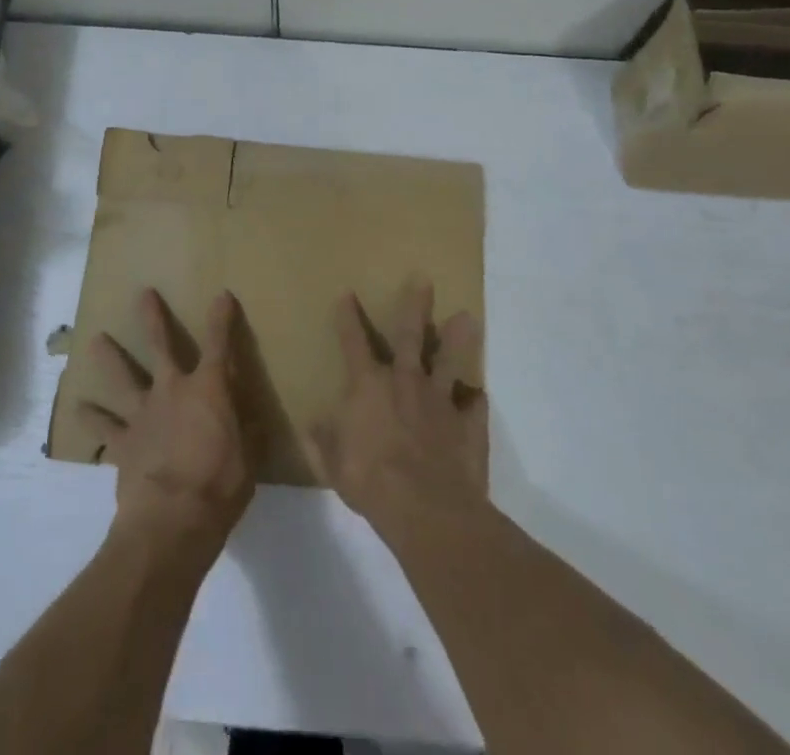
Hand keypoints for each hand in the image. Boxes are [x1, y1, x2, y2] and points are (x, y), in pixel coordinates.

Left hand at [76, 289, 253, 557]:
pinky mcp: (122, 443)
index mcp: (208, 389)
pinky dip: (91, 418)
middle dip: (153, 318)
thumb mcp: (249, 457)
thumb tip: (251, 416)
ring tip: (95, 341)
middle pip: (160, 345)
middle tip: (143, 293)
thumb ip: (248, 431)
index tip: (222, 296)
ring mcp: (142, 414)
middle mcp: (172, 390)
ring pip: (122, 378)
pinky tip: (77, 408)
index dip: (221, 318)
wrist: (171, 521)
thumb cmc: (219, 485)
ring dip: (109, 358)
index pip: (219, 343)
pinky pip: (103, 428)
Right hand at [309, 279, 485, 532]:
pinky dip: (474, 401)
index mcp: (369, 387)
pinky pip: (474, 405)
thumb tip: (312, 424)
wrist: (427, 510)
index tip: (347, 293)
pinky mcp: (468, 424)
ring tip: (468, 316)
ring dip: (457, 338)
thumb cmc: (371, 482)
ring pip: (449, 360)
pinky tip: (477, 397)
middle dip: (415, 306)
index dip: (348, 318)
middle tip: (424, 279)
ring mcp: (440, 401)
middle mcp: (405, 382)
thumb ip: (323, 442)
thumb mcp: (334, 465)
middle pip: (410, 336)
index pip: (353, 343)